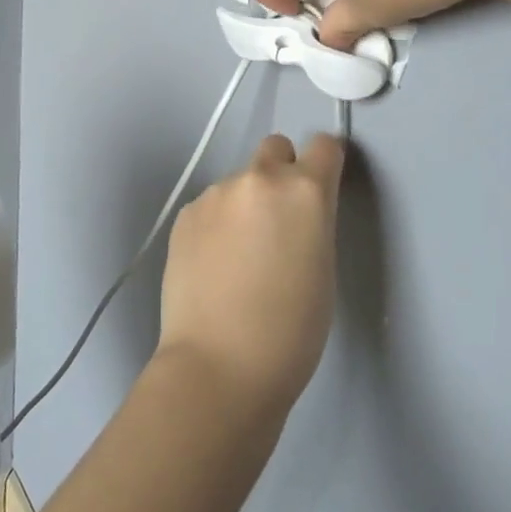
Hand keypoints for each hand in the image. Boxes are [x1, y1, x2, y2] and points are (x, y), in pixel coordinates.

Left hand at [158, 132, 345, 422]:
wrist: (219, 366)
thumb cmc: (291, 331)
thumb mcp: (323, 268)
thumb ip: (313, 222)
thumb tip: (296, 213)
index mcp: (305, 190)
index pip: (324, 145)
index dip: (325, 164)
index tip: (322, 187)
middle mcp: (259, 179)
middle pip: (275, 148)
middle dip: (281, 172)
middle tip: (277, 222)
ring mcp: (216, 193)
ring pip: (239, 182)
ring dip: (244, 204)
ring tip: (238, 257)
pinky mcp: (185, 214)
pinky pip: (210, 206)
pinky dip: (216, 224)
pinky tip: (212, 266)